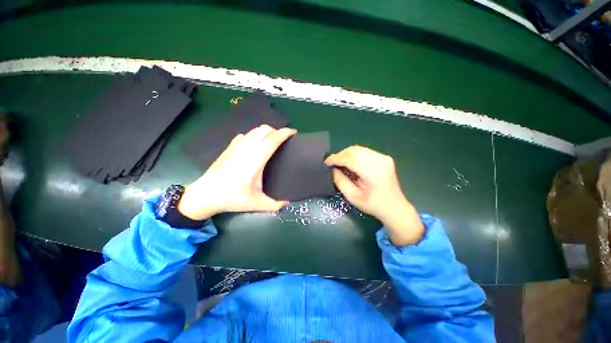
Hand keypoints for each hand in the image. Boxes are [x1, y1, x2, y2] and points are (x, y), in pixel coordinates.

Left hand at [178, 125, 296, 219]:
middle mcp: (246, 149)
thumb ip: (274, 205)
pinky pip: (246, 135)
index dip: (285, 133)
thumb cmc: (232, 198)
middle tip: (285, 139)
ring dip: (266, 131)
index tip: (294, 132)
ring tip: (272, 140)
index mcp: (255, 160)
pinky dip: (254, 135)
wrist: (205, 194)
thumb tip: (288, 203)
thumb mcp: (256, 204)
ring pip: (254, 130)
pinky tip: (255, 144)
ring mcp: (236, 146)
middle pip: (264, 130)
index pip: (272, 140)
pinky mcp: (229, 147)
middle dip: (277, 130)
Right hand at [324, 146, 423, 245]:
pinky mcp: (384, 157)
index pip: (351, 159)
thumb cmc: (373, 205)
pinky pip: (364, 151)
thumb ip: (340, 181)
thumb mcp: (352, 197)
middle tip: (331, 163)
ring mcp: (384, 158)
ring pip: (359, 149)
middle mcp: (380, 161)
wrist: (395, 207)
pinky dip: (354, 155)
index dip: (336, 159)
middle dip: (340, 155)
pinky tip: (349, 162)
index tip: (326, 162)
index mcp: (373, 172)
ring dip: (346, 154)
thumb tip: (333, 169)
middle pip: (355, 151)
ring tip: (339, 162)